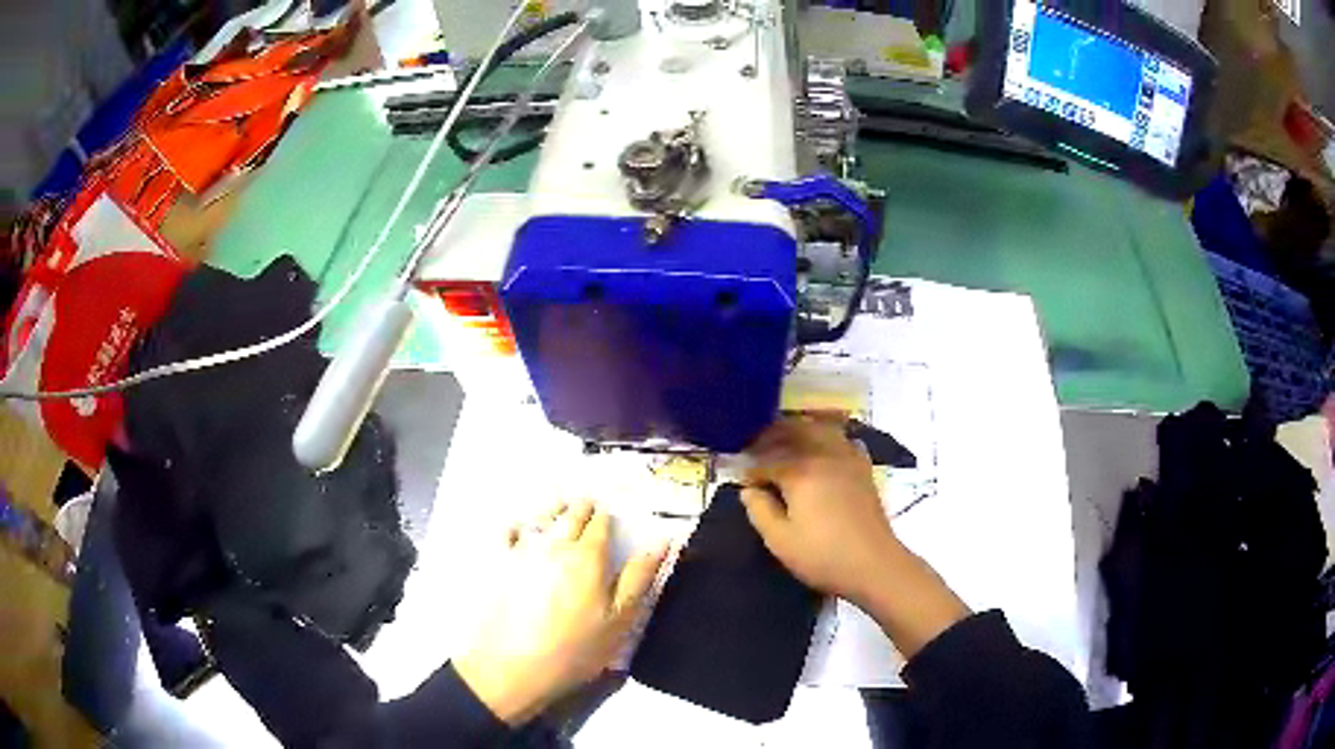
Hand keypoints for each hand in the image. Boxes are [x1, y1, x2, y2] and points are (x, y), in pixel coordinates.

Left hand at [453, 501, 666, 725]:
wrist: (514, 666)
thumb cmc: (576, 648)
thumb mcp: (620, 620)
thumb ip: (639, 578)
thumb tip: (661, 540)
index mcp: (588, 556)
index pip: (601, 523)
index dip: (607, 518)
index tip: (611, 517)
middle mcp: (555, 543)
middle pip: (571, 513)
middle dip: (582, 508)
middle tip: (588, 506)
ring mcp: (522, 550)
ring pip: (541, 516)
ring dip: (553, 508)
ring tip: (560, 507)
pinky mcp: (498, 563)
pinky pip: (508, 531)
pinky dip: (519, 524)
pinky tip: (520, 527)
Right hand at [739, 416, 901, 605]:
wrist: (874, 564)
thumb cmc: (823, 555)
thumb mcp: (780, 540)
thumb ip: (760, 511)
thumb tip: (749, 490)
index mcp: (800, 472)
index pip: (767, 461)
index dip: (751, 471)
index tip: (743, 483)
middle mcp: (824, 455)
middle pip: (795, 432)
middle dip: (773, 437)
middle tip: (758, 451)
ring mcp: (848, 459)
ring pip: (821, 430)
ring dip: (800, 431)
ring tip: (787, 445)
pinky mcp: (863, 468)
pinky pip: (843, 440)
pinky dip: (828, 438)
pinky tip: (823, 452)